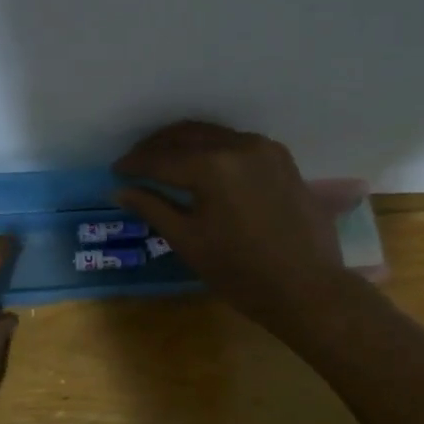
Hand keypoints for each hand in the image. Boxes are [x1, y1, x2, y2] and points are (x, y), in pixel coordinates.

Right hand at [115, 122, 348, 329]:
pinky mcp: (282, 159)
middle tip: (135, 161)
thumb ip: (153, 208)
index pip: (161, 159)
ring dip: (185, 143)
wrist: (307, 289)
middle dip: (156, 146)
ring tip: (165, 160)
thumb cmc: (241, 273)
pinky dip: (214, 148)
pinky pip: (237, 143)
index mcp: (212, 167)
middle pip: (186, 135)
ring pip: (213, 134)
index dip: (134, 164)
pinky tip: (204, 165)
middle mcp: (238, 146)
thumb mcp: (189, 241)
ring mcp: (265, 149)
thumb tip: (120, 190)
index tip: (116, 170)